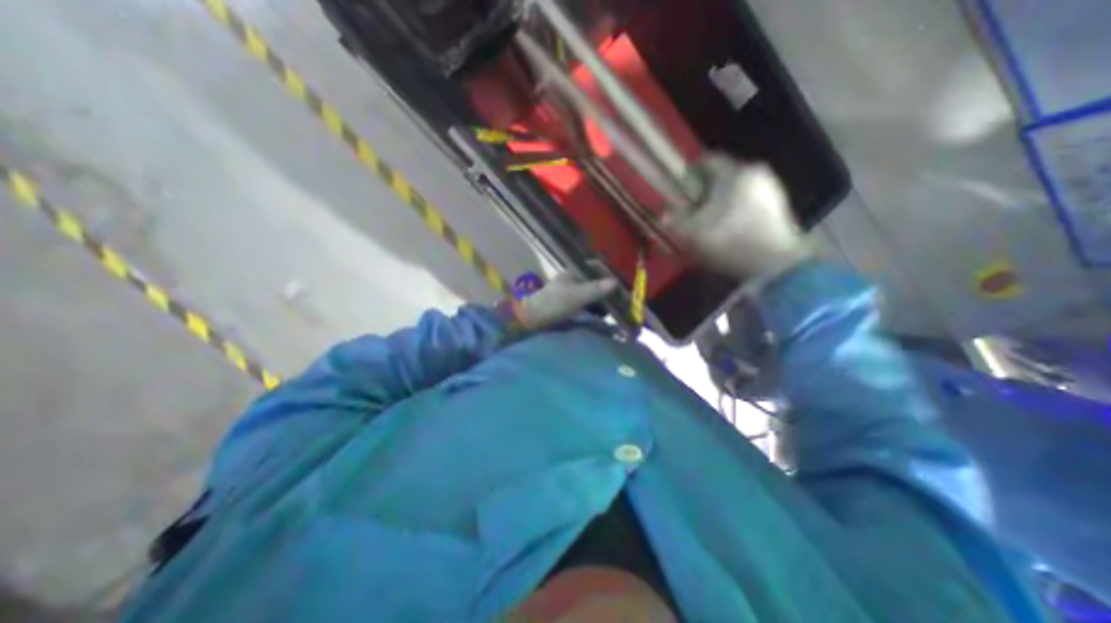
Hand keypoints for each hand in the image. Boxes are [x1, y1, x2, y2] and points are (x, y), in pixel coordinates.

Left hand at [511, 273, 616, 330]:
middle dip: (608, 288)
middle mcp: (574, 280)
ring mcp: (572, 292)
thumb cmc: (554, 303)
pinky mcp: (571, 304)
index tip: (622, 281)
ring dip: (603, 299)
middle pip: (596, 280)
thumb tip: (615, 282)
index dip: (609, 272)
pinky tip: (604, 314)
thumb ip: (595, 289)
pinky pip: (588, 303)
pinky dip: (596, 307)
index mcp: (574, 272)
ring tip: (617, 307)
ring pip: (593, 292)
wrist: (533, 318)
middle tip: (623, 297)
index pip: (596, 266)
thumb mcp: (577, 296)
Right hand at [664, 154, 812, 278]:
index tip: (680, 193)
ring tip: (710, 226)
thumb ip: (673, 219)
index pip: (707, 160)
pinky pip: (750, 203)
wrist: (774, 266)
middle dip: (704, 192)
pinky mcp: (780, 208)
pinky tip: (730, 232)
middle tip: (693, 212)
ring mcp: (772, 190)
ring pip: (736, 190)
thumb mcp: (690, 233)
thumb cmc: (728, 242)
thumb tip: (666, 213)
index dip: (689, 174)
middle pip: (722, 176)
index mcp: (734, 173)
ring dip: (720, 203)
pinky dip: (736, 212)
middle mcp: (756, 173)